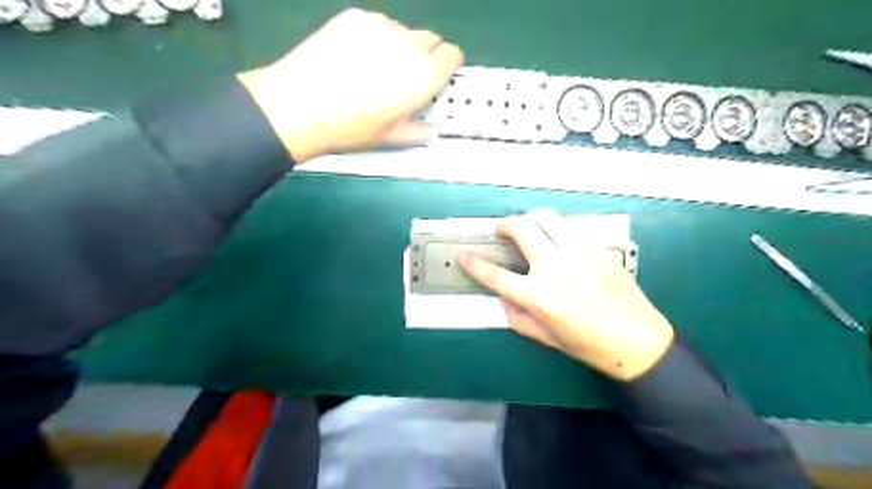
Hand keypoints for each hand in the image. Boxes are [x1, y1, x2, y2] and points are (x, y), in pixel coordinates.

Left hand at [235, 7, 457, 162]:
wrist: (301, 106)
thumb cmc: (351, 128)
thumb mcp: (391, 138)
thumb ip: (419, 131)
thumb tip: (430, 130)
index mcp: (424, 75)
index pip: (453, 55)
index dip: (447, 67)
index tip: (437, 78)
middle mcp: (408, 45)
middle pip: (431, 39)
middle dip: (426, 56)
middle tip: (406, 78)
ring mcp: (381, 26)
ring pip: (403, 32)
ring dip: (400, 47)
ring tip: (376, 69)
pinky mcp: (355, 17)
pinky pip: (377, 25)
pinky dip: (375, 38)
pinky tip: (355, 58)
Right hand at [460, 210, 677, 380]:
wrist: (637, 340)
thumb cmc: (587, 345)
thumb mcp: (544, 337)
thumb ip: (517, 316)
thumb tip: (503, 296)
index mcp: (538, 296)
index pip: (495, 275)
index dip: (474, 264)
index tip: (464, 255)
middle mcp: (555, 268)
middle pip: (521, 228)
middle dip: (504, 225)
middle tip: (501, 231)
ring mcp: (579, 253)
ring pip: (547, 218)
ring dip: (531, 220)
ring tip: (529, 230)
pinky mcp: (597, 248)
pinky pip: (570, 229)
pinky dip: (556, 231)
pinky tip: (558, 244)